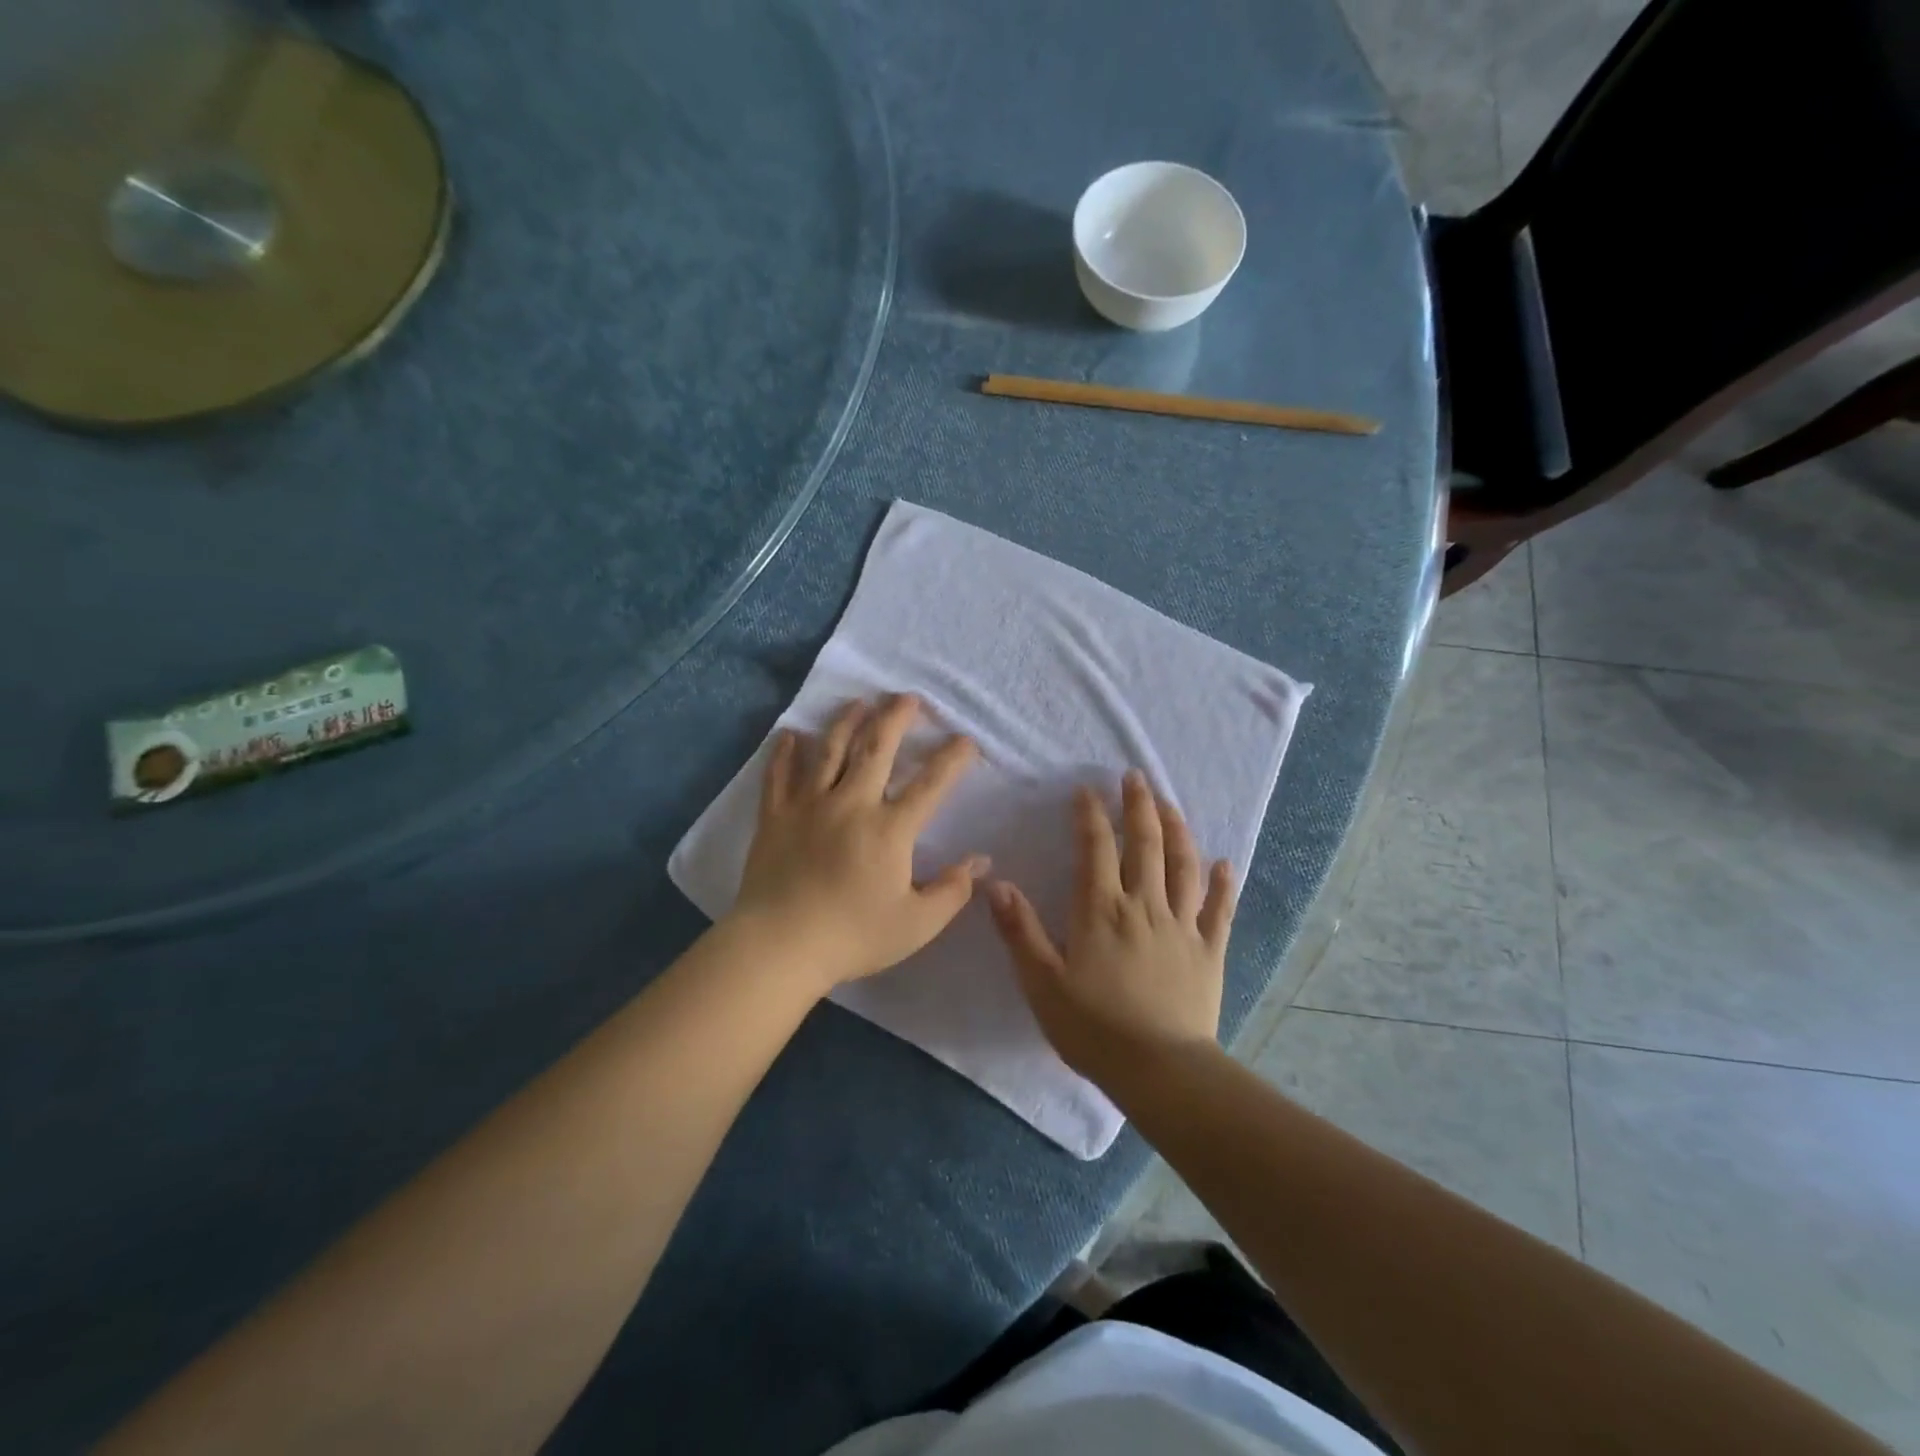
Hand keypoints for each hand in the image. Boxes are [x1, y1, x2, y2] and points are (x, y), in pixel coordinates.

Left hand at [729, 694, 987, 994]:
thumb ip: (952, 890)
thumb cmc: (853, 937)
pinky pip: (780, 775)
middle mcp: (851, 804)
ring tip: (858, 702)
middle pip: (876, 748)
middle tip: (907, 698)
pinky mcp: (775, 816)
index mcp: (889, 829)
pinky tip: (791, 734)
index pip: (930, 784)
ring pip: (829, 749)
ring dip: (847, 721)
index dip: (952, 759)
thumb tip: (981, 861)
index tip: (965, 740)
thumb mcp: (916, 924)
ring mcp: (809, 805)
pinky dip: (785, 752)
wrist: (779, 947)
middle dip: (895, 717)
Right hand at [988, 770, 1235, 1092]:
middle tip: (1137, 777)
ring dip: (1178, 831)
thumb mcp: (1042, 982)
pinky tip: (1225, 863)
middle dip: (1139, 806)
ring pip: (1183, 866)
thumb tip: (998, 884)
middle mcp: (1144, 906)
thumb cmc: (1094, 1027)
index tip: (1087, 791)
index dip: (1090, 815)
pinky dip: (1223, 883)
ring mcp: (1182, 926)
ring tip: (1171, 804)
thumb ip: (1021, 930)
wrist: (1160, 1070)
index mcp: (1101, 910)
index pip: (1095, 848)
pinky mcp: (1209, 951)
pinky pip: (1219, 909)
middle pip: (1145, 845)